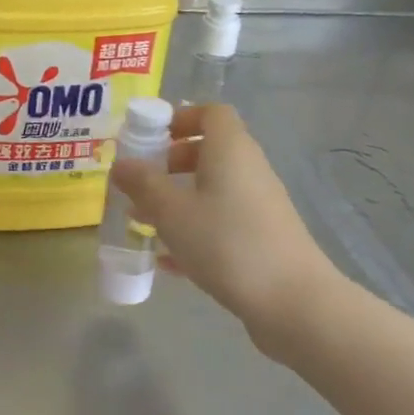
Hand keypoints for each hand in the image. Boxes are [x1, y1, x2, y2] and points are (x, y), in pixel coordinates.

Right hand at [110, 104, 345, 363]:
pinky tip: (168, 260)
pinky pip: (222, 221)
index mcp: (230, 150)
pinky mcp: (263, 238)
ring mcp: (259, 205)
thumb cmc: (226, 242)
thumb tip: (121, 164)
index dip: (180, 118)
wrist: (292, 301)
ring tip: (144, 221)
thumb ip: (142, 184)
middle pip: (210, 150)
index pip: (211, 113)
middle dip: (171, 162)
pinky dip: (195, 230)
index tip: (150, 138)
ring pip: (213, 189)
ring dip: (179, 198)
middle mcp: (249, 169)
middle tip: (142, 181)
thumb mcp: (171, 211)